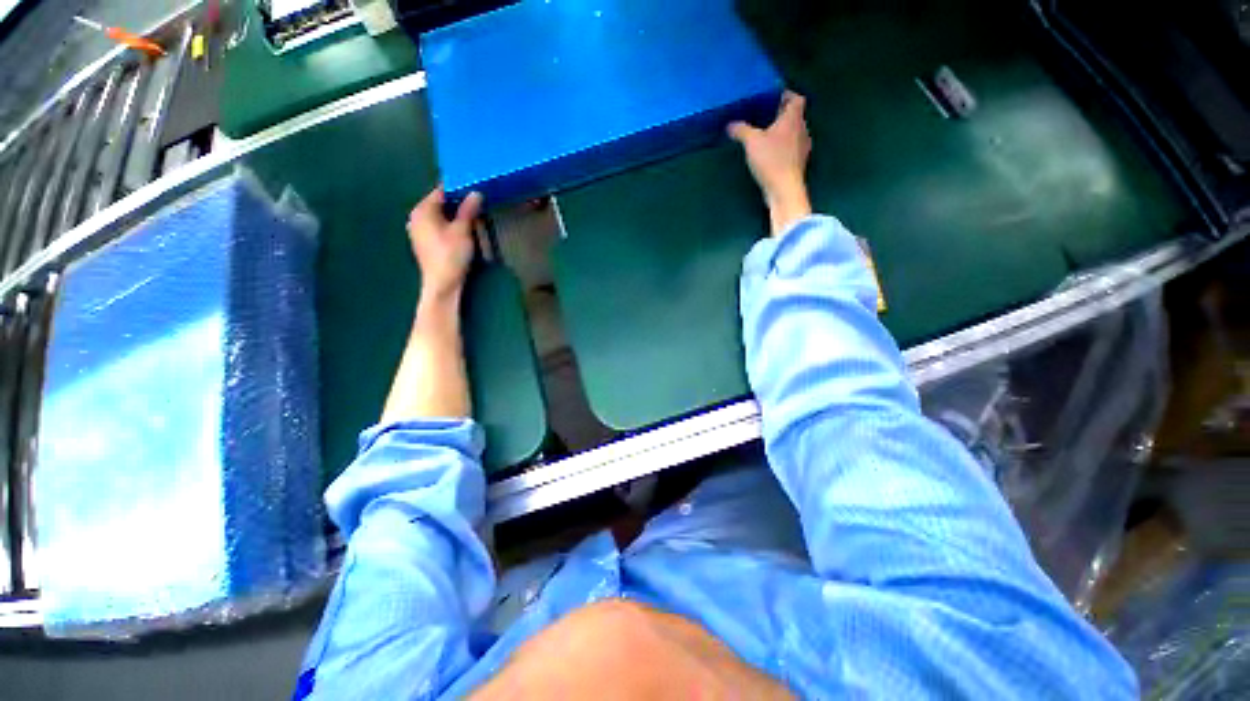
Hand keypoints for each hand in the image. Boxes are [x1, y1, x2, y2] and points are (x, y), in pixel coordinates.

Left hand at [408, 187, 482, 297]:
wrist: (442, 283)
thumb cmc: (451, 254)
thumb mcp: (463, 230)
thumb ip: (468, 210)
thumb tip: (475, 193)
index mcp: (422, 210)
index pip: (441, 191)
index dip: (458, 189)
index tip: (474, 188)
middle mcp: (416, 217)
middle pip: (440, 204)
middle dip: (458, 203)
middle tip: (477, 203)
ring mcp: (418, 230)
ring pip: (439, 216)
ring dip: (455, 215)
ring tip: (473, 216)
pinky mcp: (424, 243)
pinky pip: (438, 226)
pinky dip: (449, 225)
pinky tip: (462, 231)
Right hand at [728, 91, 812, 235]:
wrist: (784, 189)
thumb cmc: (771, 160)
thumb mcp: (751, 142)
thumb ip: (741, 130)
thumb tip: (730, 125)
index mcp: (793, 118)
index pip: (796, 98)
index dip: (786, 95)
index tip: (773, 98)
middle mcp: (802, 130)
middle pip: (794, 116)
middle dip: (781, 115)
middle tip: (764, 118)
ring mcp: (802, 148)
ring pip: (793, 134)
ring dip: (781, 133)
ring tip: (765, 137)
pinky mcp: (798, 164)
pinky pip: (791, 149)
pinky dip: (782, 149)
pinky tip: (769, 156)